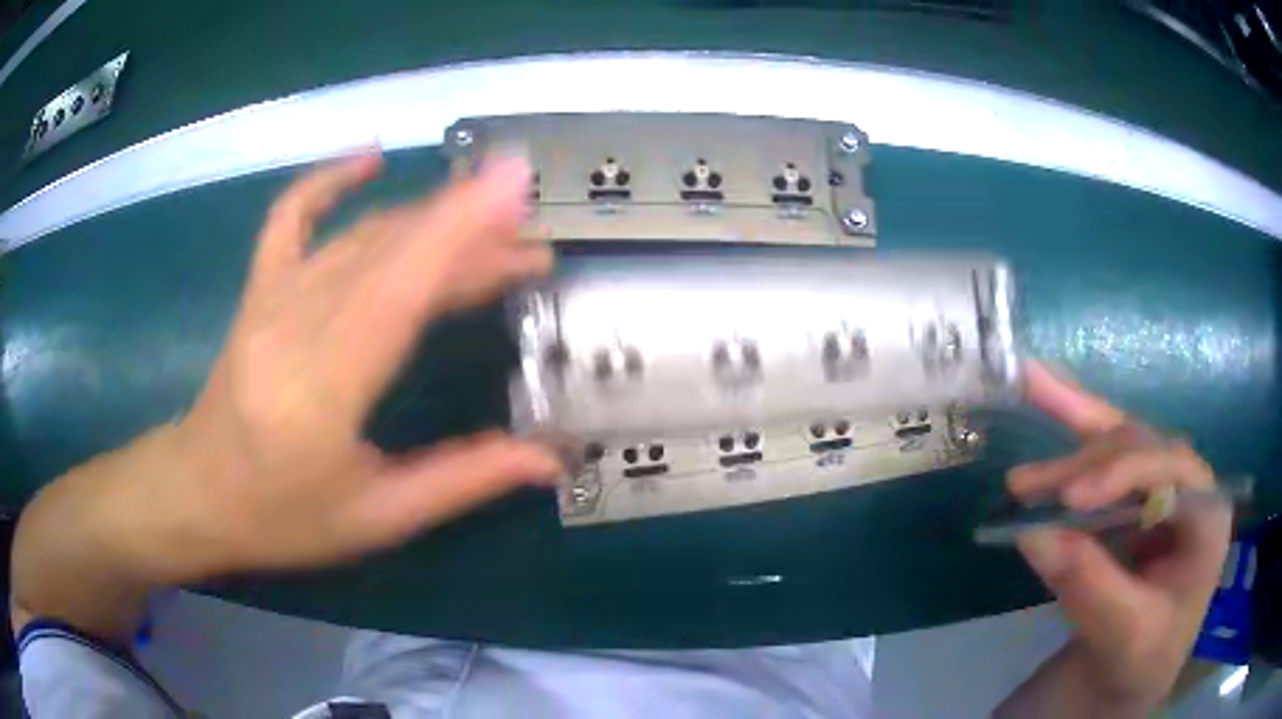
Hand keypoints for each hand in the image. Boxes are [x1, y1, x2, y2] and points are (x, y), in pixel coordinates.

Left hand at [150, 152, 562, 577]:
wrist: (197, 492)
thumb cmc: (282, 517)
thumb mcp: (378, 518)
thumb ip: (464, 479)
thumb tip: (548, 458)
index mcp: (322, 390)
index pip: (398, 289)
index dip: (458, 230)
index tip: (517, 188)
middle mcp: (293, 325)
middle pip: (391, 254)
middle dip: (470, 235)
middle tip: (533, 247)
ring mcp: (270, 296)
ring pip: (361, 236)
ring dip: (431, 221)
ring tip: (492, 228)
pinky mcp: (259, 287)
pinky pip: (291, 215)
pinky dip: (329, 179)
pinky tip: (371, 159)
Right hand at [1005, 362, 1230, 711]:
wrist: (1137, 672)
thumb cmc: (1144, 659)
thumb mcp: (1124, 636)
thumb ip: (1091, 587)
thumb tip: (1034, 535)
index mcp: (1207, 515)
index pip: (1172, 472)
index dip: (1124, 474)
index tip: (1069, 501)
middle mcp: (1190, 485)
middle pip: (1141, 450)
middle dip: (1085, 463)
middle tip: (1026, 487)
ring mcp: (1164, 485)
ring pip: (1120, 442)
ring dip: (1071, 446)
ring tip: (1022, 457)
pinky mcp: (1137, 494)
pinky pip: (1107, 453)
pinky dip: (1074, 428)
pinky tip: (1045, 391)